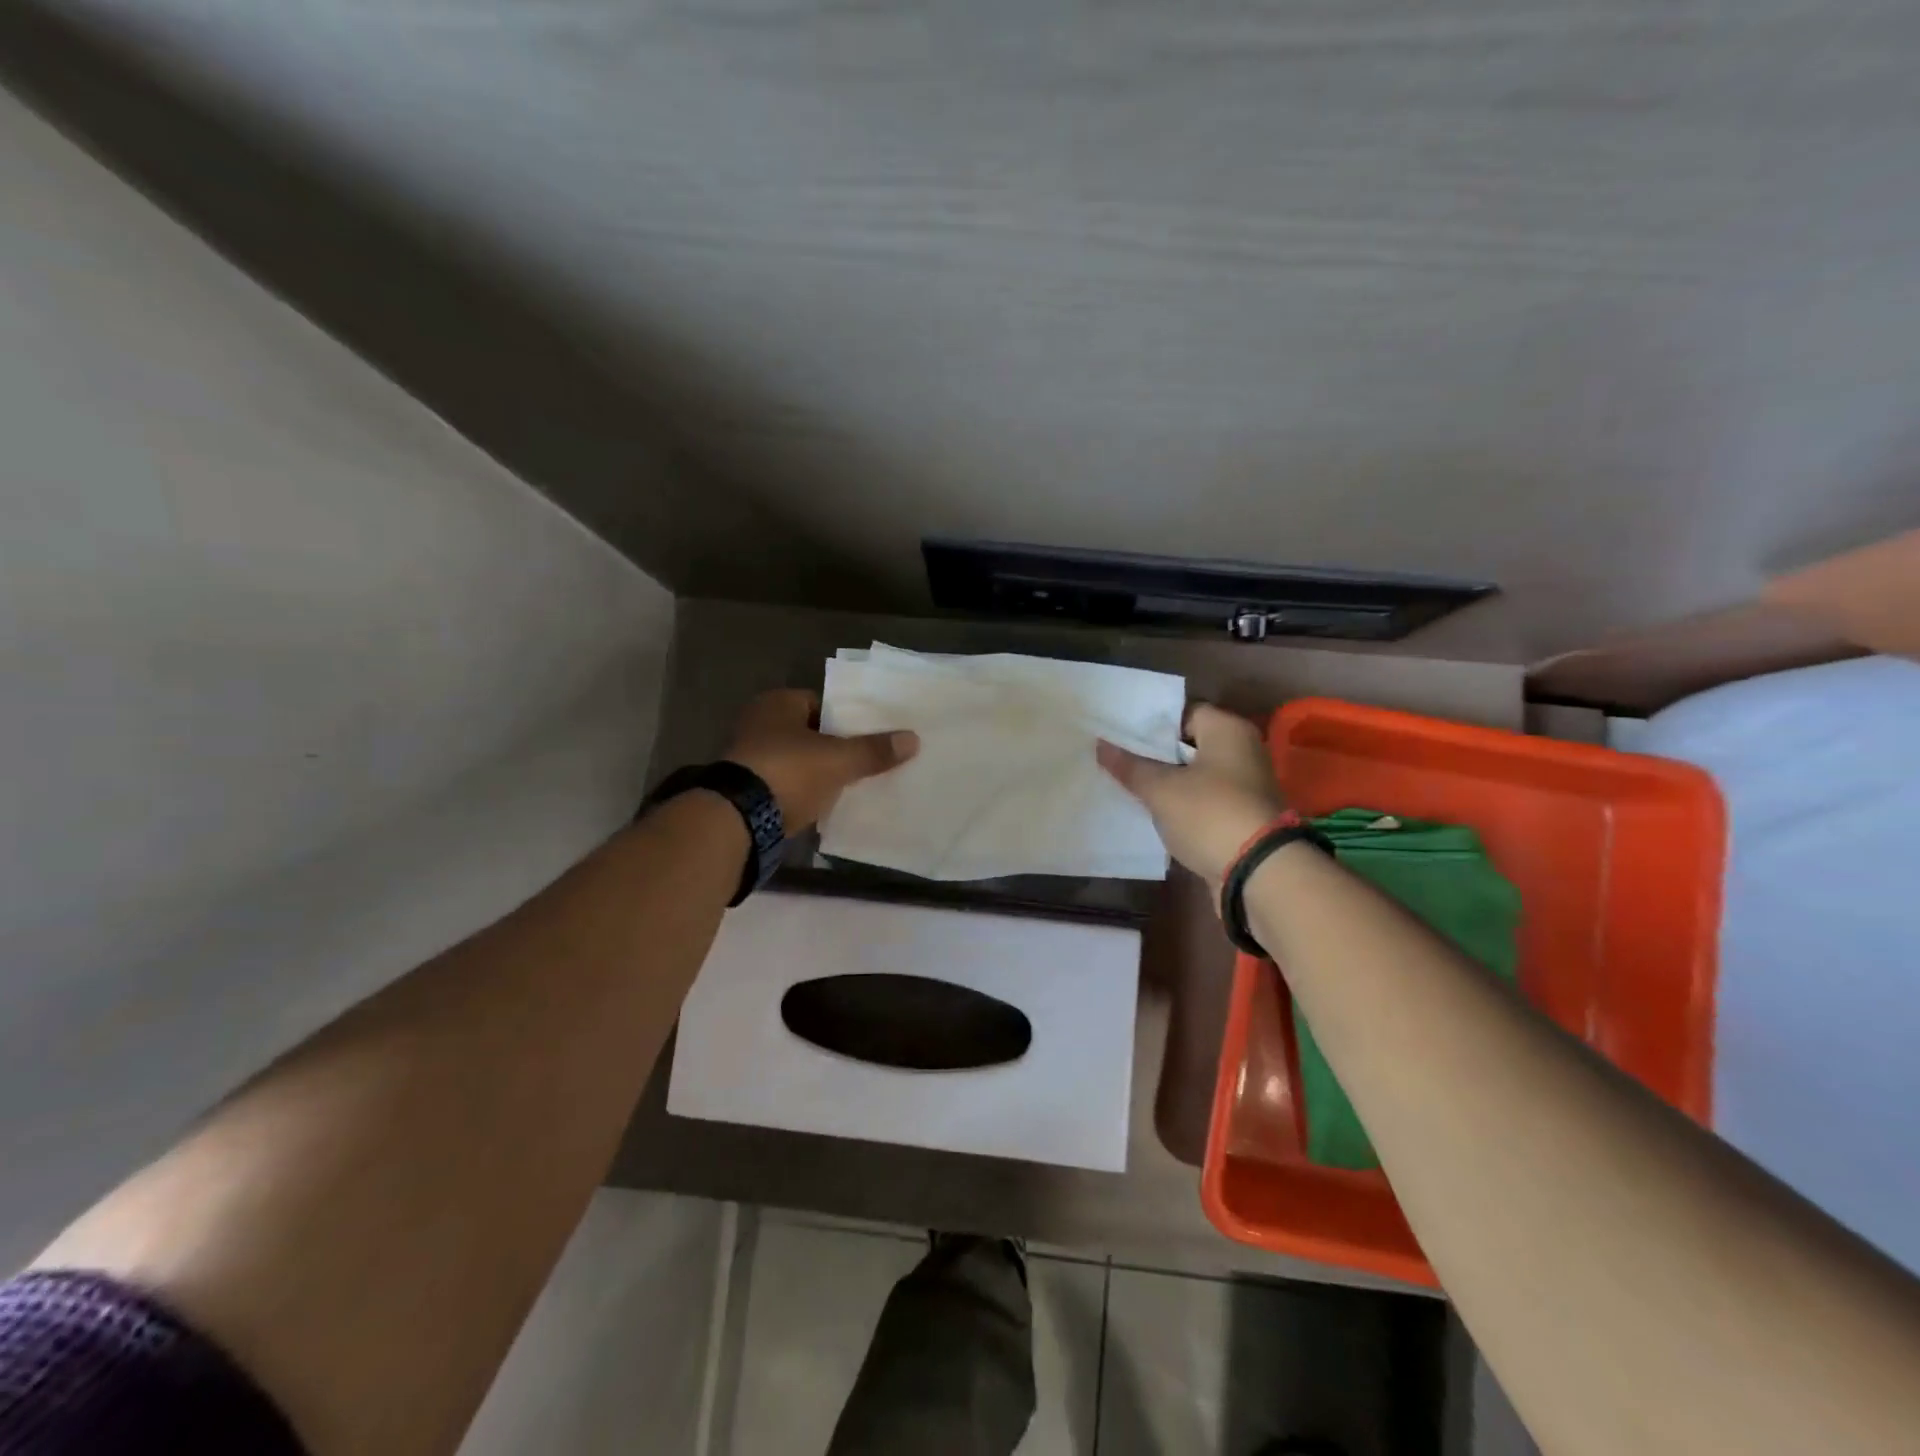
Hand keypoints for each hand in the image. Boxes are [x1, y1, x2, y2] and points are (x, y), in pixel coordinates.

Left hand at [725, 689, 918, 833]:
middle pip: (810, 733)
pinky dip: (803, 791)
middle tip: (866, 761)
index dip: (848, 719)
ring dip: (818, 771)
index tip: (871, 736)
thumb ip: (874, 750)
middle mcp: (758, 723)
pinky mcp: (747, 789)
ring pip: (798, 760)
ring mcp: (749, 757)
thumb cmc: (789, 772)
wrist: (738, 819)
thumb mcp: (839, 760)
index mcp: (778, 703)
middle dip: (835, 747)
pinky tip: (825, 803)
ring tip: (851, 784)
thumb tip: (913, 739)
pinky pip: (786, 784)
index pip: (822, 704)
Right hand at [1097, 704, 1285, 887]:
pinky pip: (1204, 801)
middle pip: (1189, 744)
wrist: (1258, 873)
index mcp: (1228, 730)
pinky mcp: (1242, 816)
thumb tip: (1101, 745)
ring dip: (1167, 781)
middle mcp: (1242, 750)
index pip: (1183, 712)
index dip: (1150, 723)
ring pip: (1195, 775)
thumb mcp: (1161, 789)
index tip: (1119, 733)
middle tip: (1117, 758)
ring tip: (1127, 785)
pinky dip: (1182, 805)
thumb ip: (1131, 766)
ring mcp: (1245, 786)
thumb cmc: (1209, 814)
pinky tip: (1153, 812)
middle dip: (1155, 753)